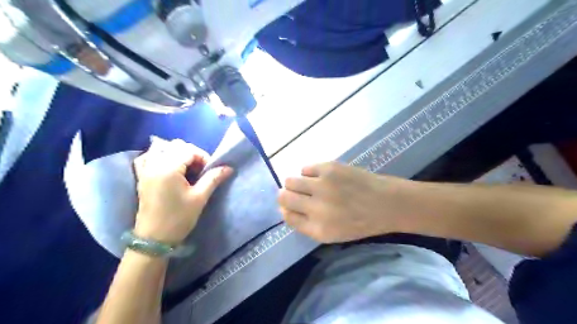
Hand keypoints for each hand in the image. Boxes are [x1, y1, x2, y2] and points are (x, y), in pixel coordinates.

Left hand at [134, 138, 231, 242]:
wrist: (154, 239)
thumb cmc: (179, 218)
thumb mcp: (200, 198)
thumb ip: (213, 178)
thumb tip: (228, 167)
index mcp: (168, 168)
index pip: (189, 150)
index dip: (203, 157)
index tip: (210, 171)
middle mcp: (154, 164)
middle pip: (175, 145)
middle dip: (191, 153)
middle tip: (199, 170)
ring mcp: (145, 170)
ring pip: (160, 148)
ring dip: (175, 153)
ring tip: (185, 167)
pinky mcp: (141, 177)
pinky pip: (147, 157)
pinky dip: (158, 157)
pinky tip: (166, 167)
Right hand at [277, 162, 411, 242]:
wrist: (385, 203)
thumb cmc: (360, 222)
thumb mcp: (332, 234)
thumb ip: (306, 224)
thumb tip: (285, 208)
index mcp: (318, 229)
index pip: (287, 217)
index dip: (286, 209)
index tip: (291, 206)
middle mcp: (316, 208)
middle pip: (283, 197)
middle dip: (286, 195)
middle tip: (299, 194)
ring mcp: (322, 186)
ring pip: (290, 180)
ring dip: (296, 183)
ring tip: (310, 185)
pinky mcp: (329, 168)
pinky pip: (305, 168)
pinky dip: (309, 173)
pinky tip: (322, 177)